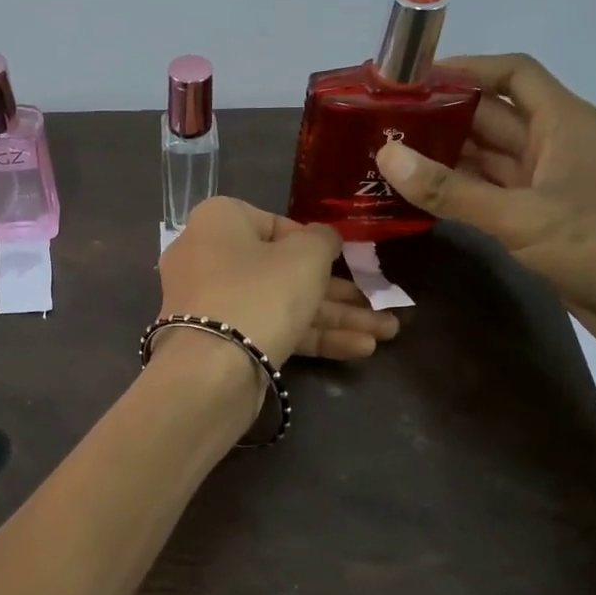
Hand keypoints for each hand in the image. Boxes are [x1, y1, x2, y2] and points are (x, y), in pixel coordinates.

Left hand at [158, 198, 398, 366]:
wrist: (210, 372)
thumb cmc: (260, 293)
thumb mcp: (306, 256)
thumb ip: (323, 240)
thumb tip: (324, 238)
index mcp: (219, 222)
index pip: (274, 224)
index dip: (314, 243)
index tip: (344, 260)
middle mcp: (208, 257)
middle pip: (282, 270)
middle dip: (337, 292)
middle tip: (379, 305)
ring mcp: (213, 304)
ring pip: (281, 304)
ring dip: (335, 318)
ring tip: (387, 334)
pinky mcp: (221, 343)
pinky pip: (270, 330)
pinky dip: (311, 338)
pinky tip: (360, 349)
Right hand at [374, 55, 595, 404]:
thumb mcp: (522, 216)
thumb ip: (452, 191)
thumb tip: (386, 156)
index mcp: (563, 122)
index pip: (512, 74)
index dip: (464, 69)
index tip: (410, 79)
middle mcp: (553, 145)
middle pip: (490, 116)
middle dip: (439, 116)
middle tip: (380, 125)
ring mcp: (545, 185)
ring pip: (485, 159)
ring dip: (442, 158)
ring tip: (385, 159)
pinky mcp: (538, 221)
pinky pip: (487, 196)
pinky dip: (455, 194)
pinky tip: (416, 199)